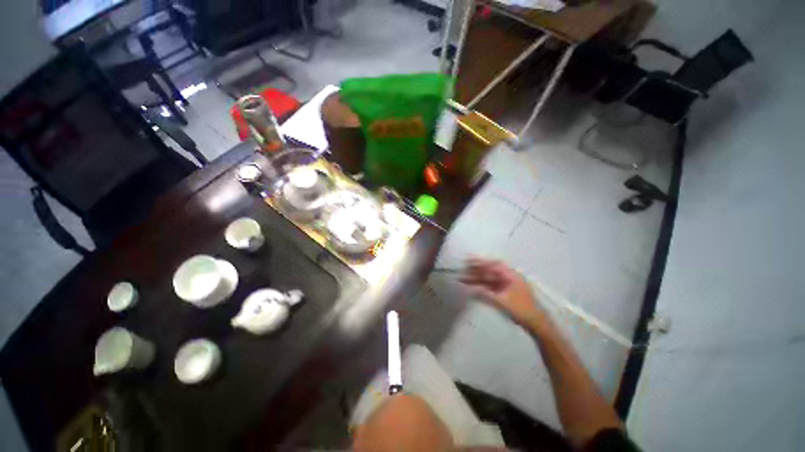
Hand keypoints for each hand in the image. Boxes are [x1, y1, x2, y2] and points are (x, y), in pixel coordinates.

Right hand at [460, 258, 548, 329]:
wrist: (535, 323)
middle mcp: (508, 278)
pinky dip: (481, 285)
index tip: (470, 259)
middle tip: (463, 267)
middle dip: (476, 268)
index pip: (494, 265)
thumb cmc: (521, 310)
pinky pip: (490, 285)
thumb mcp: (503, 302)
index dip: (481, 261)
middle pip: (490, 270)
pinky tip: (472, 285)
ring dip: (477, 277)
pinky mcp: (503, 292)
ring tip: (463, 277)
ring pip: (488, 278)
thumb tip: (473, 289)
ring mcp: (506, 285)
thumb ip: (487, 295)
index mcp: (511, 276)